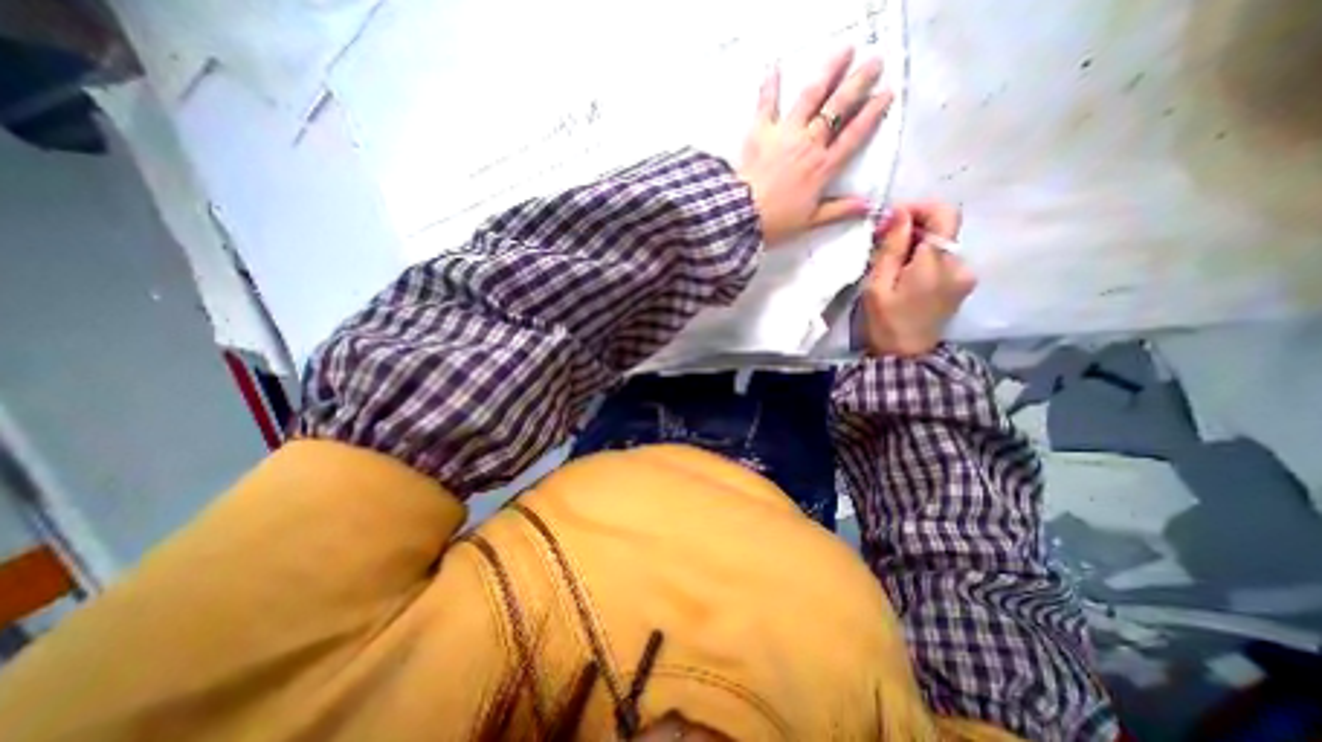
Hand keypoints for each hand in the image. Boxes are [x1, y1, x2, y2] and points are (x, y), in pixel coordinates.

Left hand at [738, 45, 892, 244]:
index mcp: (823, 167)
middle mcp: (809, 144)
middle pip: (838, 108)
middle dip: (859, 82)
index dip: (872, 112)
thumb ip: (839, 210)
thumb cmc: (776, 222)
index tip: (886, 92)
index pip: (854, 135)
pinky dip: (770, 85)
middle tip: (874, 62)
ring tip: (844, 51)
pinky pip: (767, 103)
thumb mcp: (810, 221)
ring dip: (829, 71)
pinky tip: (774, 66)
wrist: (743, 215)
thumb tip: (868, 206)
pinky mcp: (761, 132)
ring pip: (811, 96)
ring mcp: (785, 134)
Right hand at [865, 200, 974, 355]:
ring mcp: (965, 274)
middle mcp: (959, 263)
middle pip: (944, 226)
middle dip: (913, 225)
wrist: (905, 357)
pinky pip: (944, 257)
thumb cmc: (885, 322)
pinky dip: (924, 256)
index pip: (943, 213)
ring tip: (890, 259)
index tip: (890, 219)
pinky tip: (904, 271)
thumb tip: (900, 213)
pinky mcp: (962, 283)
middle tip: (882, 239)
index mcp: (936, 263)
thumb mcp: (877, 285)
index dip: (918, 207)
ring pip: (943, 241)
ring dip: (917, 242)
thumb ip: (891, 247)